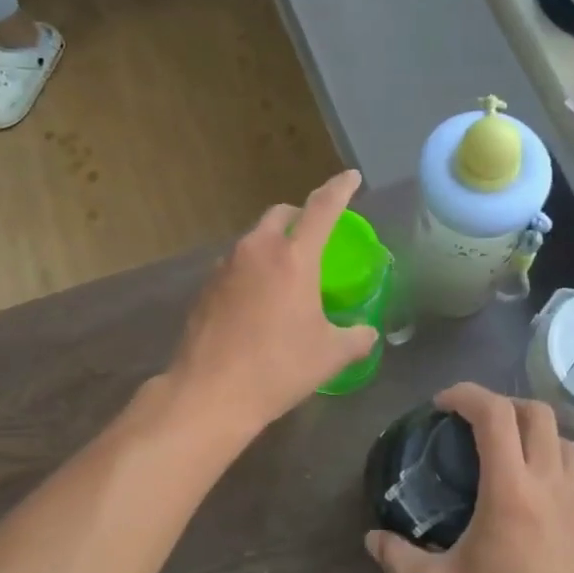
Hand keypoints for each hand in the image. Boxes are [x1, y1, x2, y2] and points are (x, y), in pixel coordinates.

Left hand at [166, 170, 377, 435]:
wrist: (209, 393)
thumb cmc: (278, 369)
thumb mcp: (329, 356)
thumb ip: (356, 338)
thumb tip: (367, 333)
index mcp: (294, 258)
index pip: (323, 208)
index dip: (340, 190)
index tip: (351, 178)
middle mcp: (257, 251)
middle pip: (281, 215)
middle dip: (301, 217)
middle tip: (316, 236)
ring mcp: (225, 267)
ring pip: (254, 239)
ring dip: (274, 245)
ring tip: (287, 275)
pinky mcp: (205, 288)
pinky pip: (236, 265)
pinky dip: (253, 270)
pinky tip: (258, 301)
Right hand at [366, 384, 573, 572]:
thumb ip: (399, 559)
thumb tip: (374, 538)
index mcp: (513, 494)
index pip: (495, 414)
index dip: (466, 395)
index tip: (439, 405)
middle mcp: (553, 488)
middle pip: (538, 413)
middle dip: (502, 404)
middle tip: (469, 425)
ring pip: (564, 441)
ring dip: (532, 432)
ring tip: (500, 456)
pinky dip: (550, 463)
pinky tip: (527, 498)